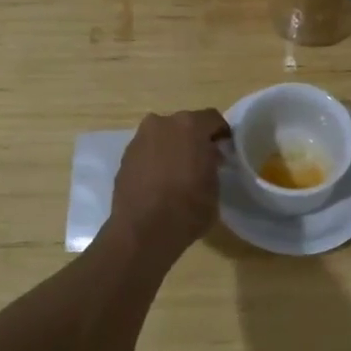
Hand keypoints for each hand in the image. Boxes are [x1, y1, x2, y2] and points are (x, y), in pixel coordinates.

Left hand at [107, 109, 230, 259]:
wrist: (143, 231)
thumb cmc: (188, 207)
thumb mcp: (215, 185)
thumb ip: (212, 163)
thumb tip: (208, 157)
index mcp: (189, 125)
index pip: (213, 119)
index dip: (221, 133)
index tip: (226, 149)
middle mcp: (162, 123)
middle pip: (184, 125)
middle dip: (194, 139)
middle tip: (202, 160)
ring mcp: (140, 139)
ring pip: (163, 137)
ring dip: (172, 148)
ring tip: (179, 171)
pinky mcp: (124, 157)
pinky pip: (147, 151)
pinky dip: (155, 159)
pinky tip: (160, 180)